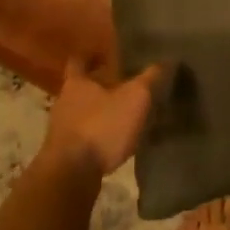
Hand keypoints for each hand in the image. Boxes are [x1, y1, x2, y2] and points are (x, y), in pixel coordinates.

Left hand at [40, 59, 164, 175]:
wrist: (71, 174)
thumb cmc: (101, 126)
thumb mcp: (134, 98)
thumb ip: (150, 78)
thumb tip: (168, 59)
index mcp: (76, 83)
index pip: (79, 61)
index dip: (91, 56)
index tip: (105, 54)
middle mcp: (64, 103)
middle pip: (82, 88)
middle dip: (101, 87)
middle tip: (125, 85)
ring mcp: (61, 130)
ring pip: (83, 114)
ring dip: (101, 113)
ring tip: (126, 115)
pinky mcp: (65, 154)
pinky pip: (85, 137)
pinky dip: (99, 136)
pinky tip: (116, 142)